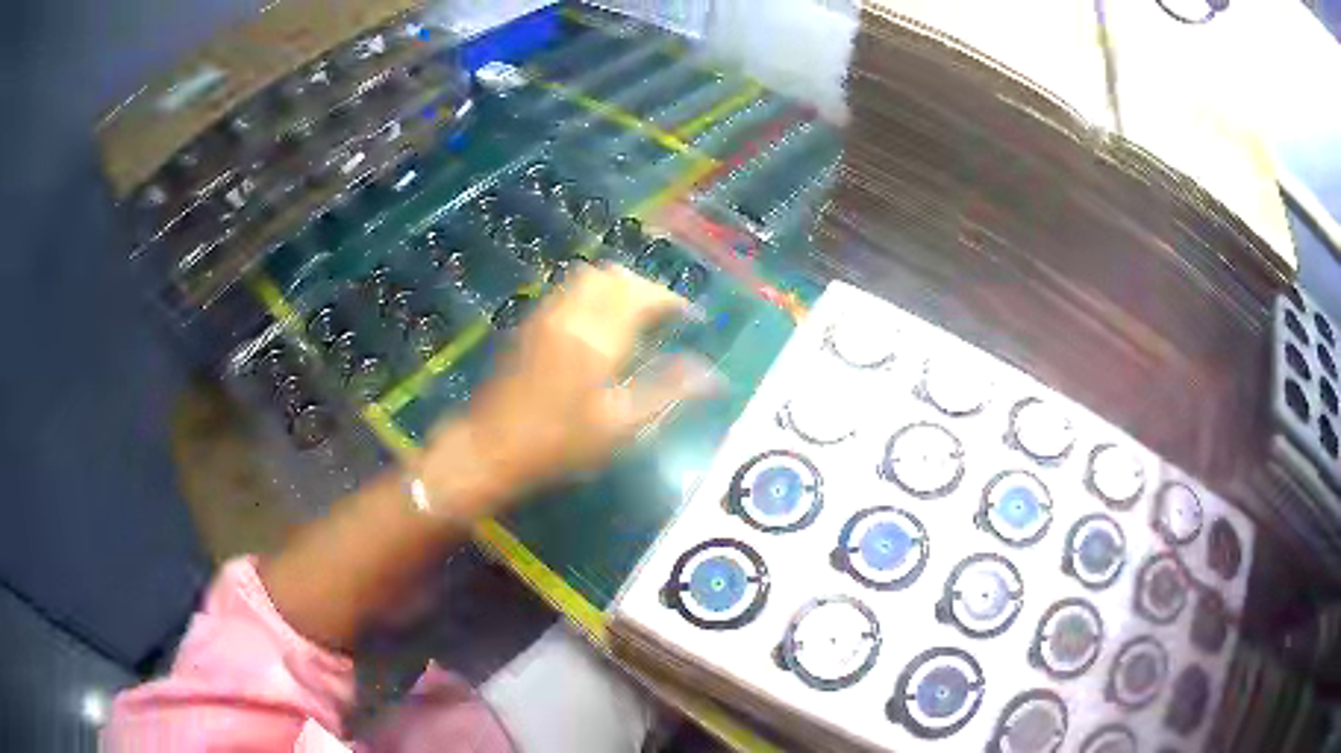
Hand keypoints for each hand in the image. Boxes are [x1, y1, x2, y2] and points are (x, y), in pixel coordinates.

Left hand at [419, 264, 719, 516]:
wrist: (491, 448)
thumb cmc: (560, 444)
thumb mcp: (621, 426)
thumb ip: (667, 392)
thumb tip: (712, 376)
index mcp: (598, 337)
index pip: (643, 295)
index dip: (673, 301)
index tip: (692, 318)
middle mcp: (571, 314)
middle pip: (614, 276)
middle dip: (645, 288)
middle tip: (664, 315)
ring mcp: (545, 315)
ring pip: (588, 277)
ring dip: (617, 287)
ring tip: (635, 317)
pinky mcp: (528, 324)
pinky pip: (567, 291)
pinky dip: (592, 294)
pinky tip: (598, 326)